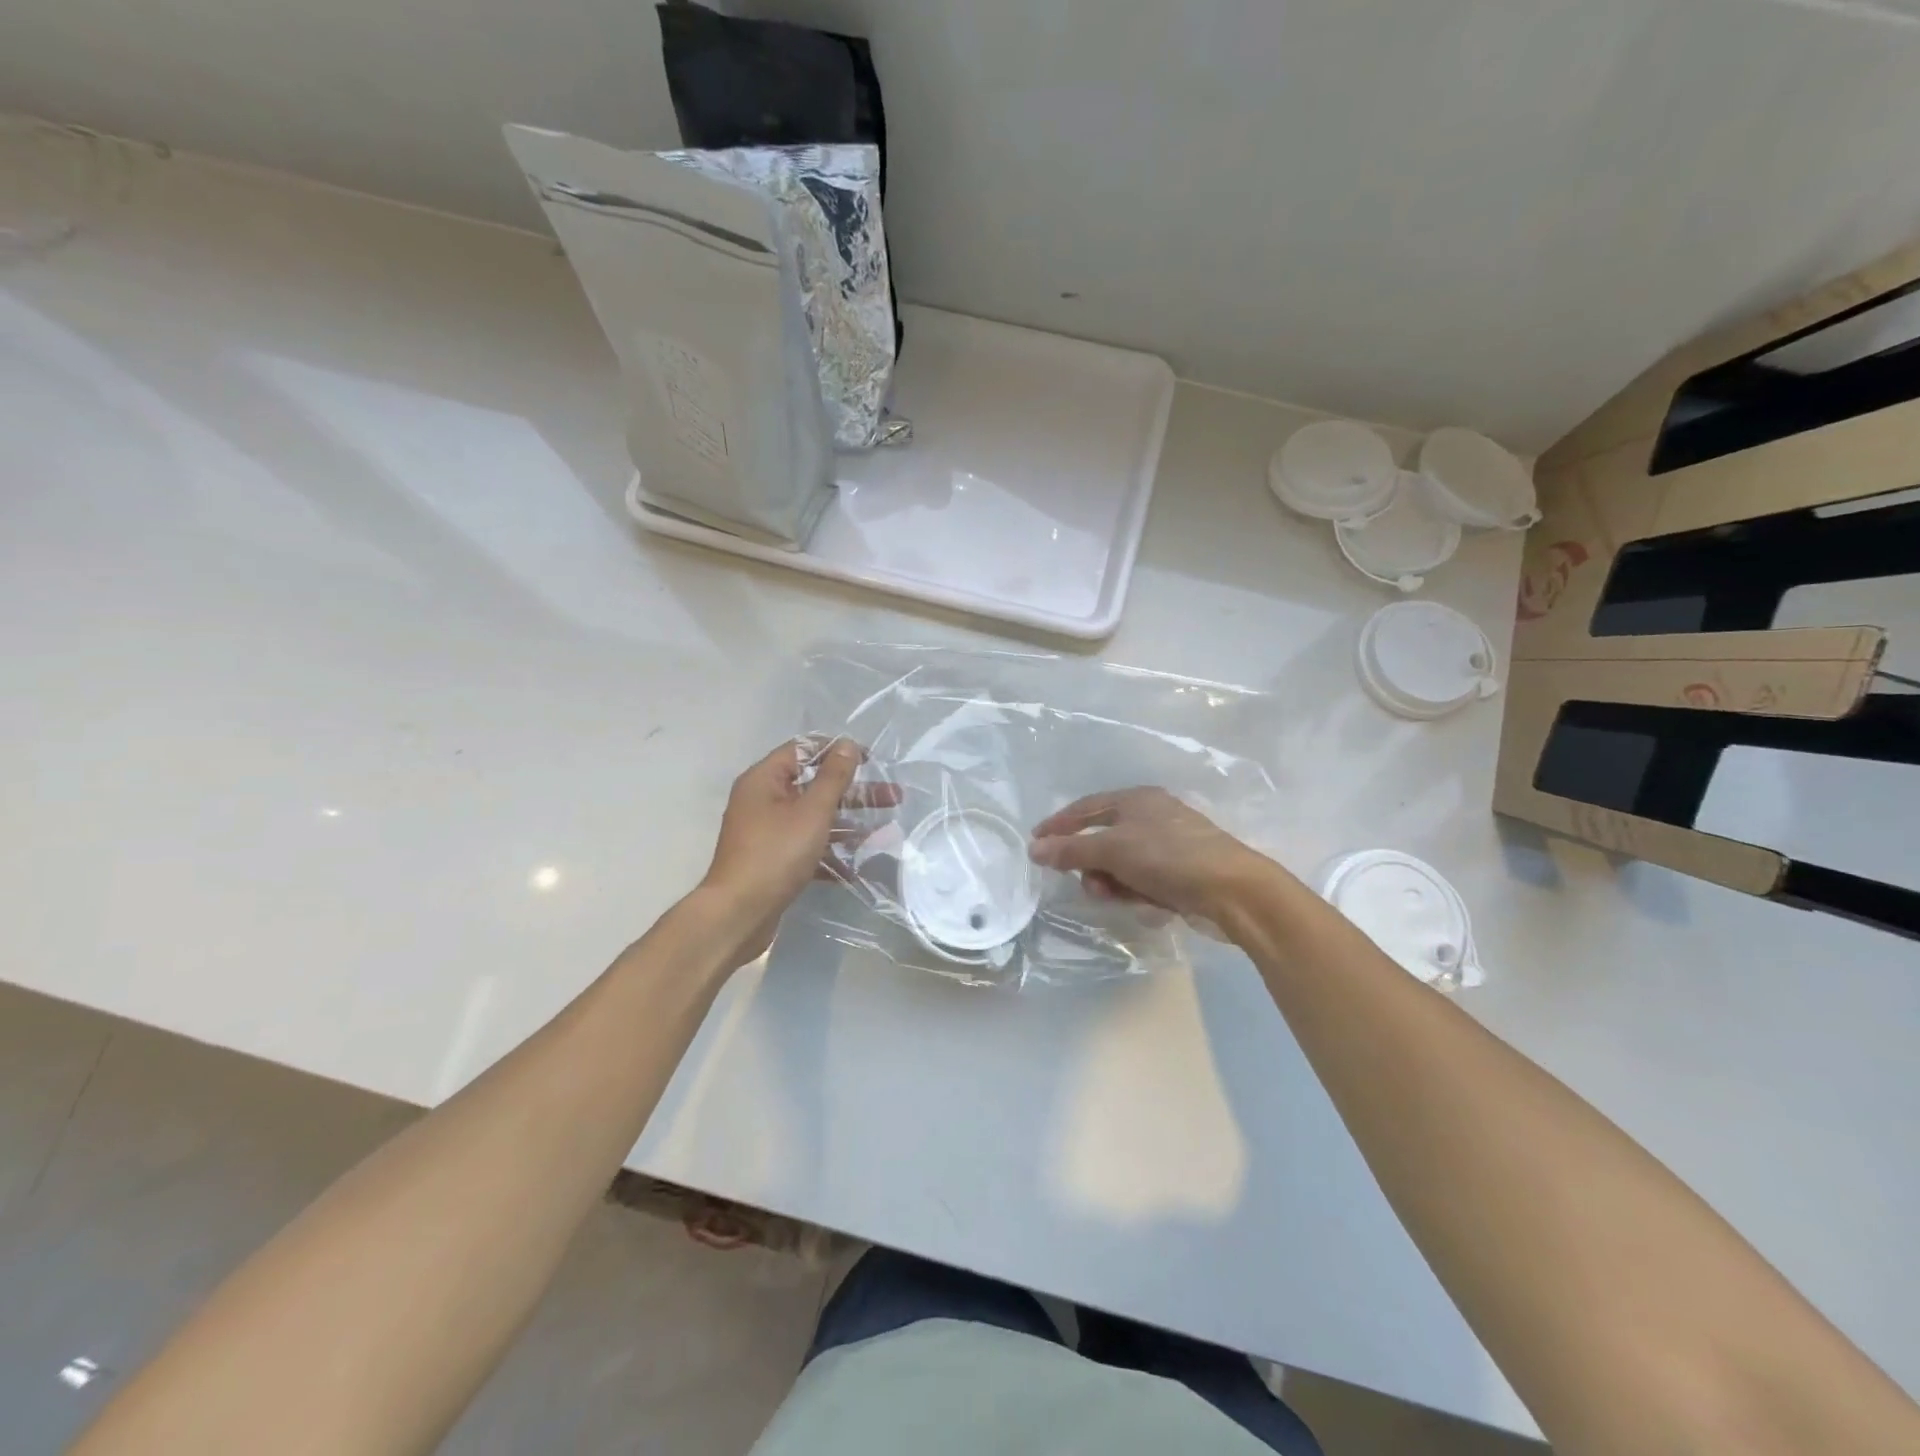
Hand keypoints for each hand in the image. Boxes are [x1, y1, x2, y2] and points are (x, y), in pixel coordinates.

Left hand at [700, 739, 898, 963]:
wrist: (738, 914)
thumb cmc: (776, 854)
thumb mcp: (812, 812)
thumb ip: (833, 777)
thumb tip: (847, 744)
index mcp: (764, 780)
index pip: (803, 750)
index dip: (837, 751)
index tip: (870, 761)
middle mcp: (762, 801)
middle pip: (813, 785)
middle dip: (853, 792)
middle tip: (892, 797)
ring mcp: (767, 833)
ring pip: (813, 818)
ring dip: (847, 823)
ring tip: (884, 832)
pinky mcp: (773, 860)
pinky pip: (806, 846)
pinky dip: (829, 852)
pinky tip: (856, 867)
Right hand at [1027, 787, 1281, 921]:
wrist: (1233, 891)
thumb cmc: (1168, 857)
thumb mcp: (1113, 850)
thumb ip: (1071, 850)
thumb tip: (1034, 849)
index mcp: (1136, 799)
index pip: (1086, 807)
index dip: (1059, 825)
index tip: (1035, 844)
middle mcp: (1151, 817)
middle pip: (1103, 840)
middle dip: (1092, 865)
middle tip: (1090, 884)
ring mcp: (1168, 846)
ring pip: (1122, 866)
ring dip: (1114, 883)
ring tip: (1120, 897)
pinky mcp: (1181, 874)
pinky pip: (1144, 882)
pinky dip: (1139, 893)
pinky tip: (1149, 905)